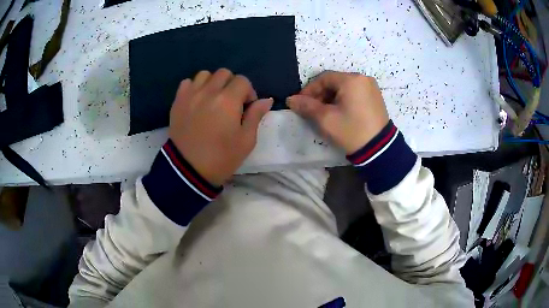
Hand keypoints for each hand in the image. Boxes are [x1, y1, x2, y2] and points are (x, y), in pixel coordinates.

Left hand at [169, 69, 272, 185]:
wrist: (188, 171)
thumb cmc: (221, 158)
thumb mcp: (246, 140)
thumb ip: (256, 116)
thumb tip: (267, 99)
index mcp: (228, 101)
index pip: (243, 81)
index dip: (248, 92)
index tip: (246, 107)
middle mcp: (208, 92)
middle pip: (224, 73)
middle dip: (232, 84)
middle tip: (231, 102)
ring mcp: (190, 95)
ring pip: (205, 75)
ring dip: (213, 83)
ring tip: (213, 99)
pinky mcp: (178, 101)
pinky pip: (187, 83)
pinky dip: (195, 87)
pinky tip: (197, 100)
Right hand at [287, 71, 388, 153]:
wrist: (379, 150)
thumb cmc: (351, 131)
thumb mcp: (326, 119)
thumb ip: (306, 106)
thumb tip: (290, 99)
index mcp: (351, 80)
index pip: (323, 78)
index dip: (309, 90)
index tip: (300, 103)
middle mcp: (363, 78)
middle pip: (334, 82)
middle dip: (320, 94)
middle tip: (312, 109)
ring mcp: (371, 87)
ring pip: (344, 88)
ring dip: (331, 97)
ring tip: (324, 113)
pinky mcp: (375, 97)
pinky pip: (354, 93)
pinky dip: (343, 100)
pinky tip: (339, 113)